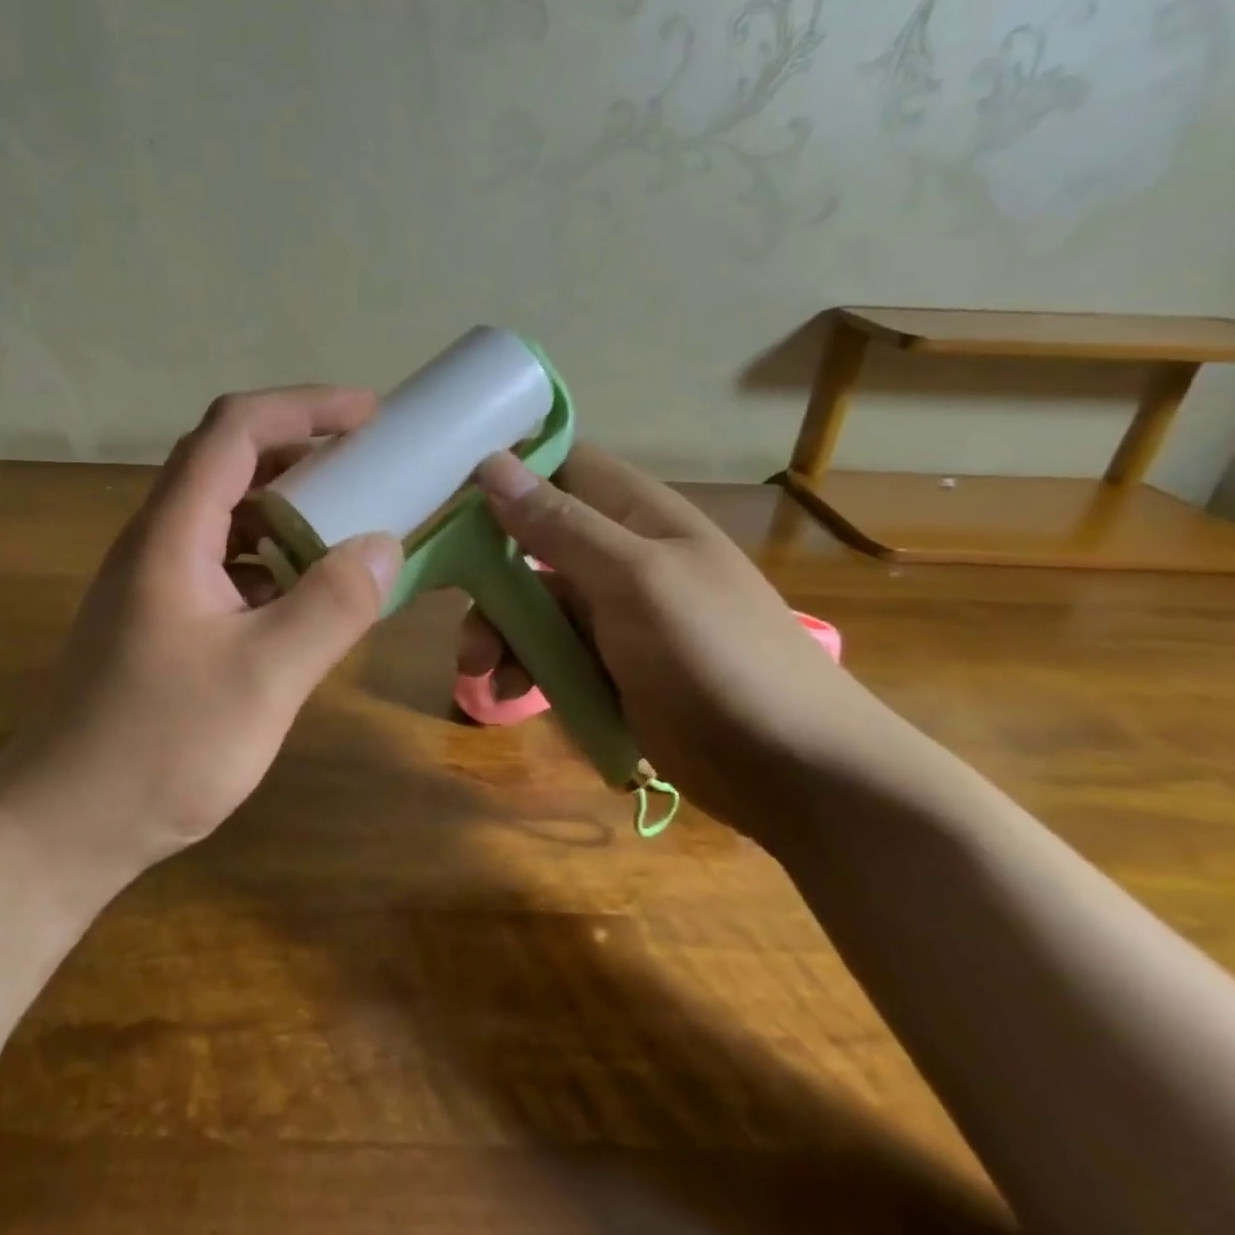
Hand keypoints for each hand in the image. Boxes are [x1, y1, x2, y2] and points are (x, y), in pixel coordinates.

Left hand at [0, 386, 402, 883]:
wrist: (62, 827)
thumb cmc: (158, 749)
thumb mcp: (263, 678)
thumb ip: (330, 606)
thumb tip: (384, 544)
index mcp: (172, 533)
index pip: (235, 429)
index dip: (304, 406)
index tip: (370, 414)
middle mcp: (158, 541)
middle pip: (228, 460)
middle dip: (302, 449)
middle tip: (370, 463)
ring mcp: (156, 580)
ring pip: (227, 512)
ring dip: (288, 504)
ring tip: (351, 519)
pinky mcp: (163, 618)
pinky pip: (225, 561)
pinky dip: (273, 555)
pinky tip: (308, 590)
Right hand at [463, 447, 911, 846]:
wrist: (790, 770)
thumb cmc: (715, 655)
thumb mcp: (634, 581)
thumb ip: (560, 525)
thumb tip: (491, 463)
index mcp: (635, 513)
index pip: (560, 465)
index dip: (505, 469)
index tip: (444, 491)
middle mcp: (618, 553)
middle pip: (529, 538)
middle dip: (485, 569)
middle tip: (447, 598)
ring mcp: (610, 611)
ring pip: (528, 600)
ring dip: (496, 629)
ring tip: (478, 671)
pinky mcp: (604, 662)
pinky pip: (545, 649)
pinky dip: (519, 666)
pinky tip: (505, 693)